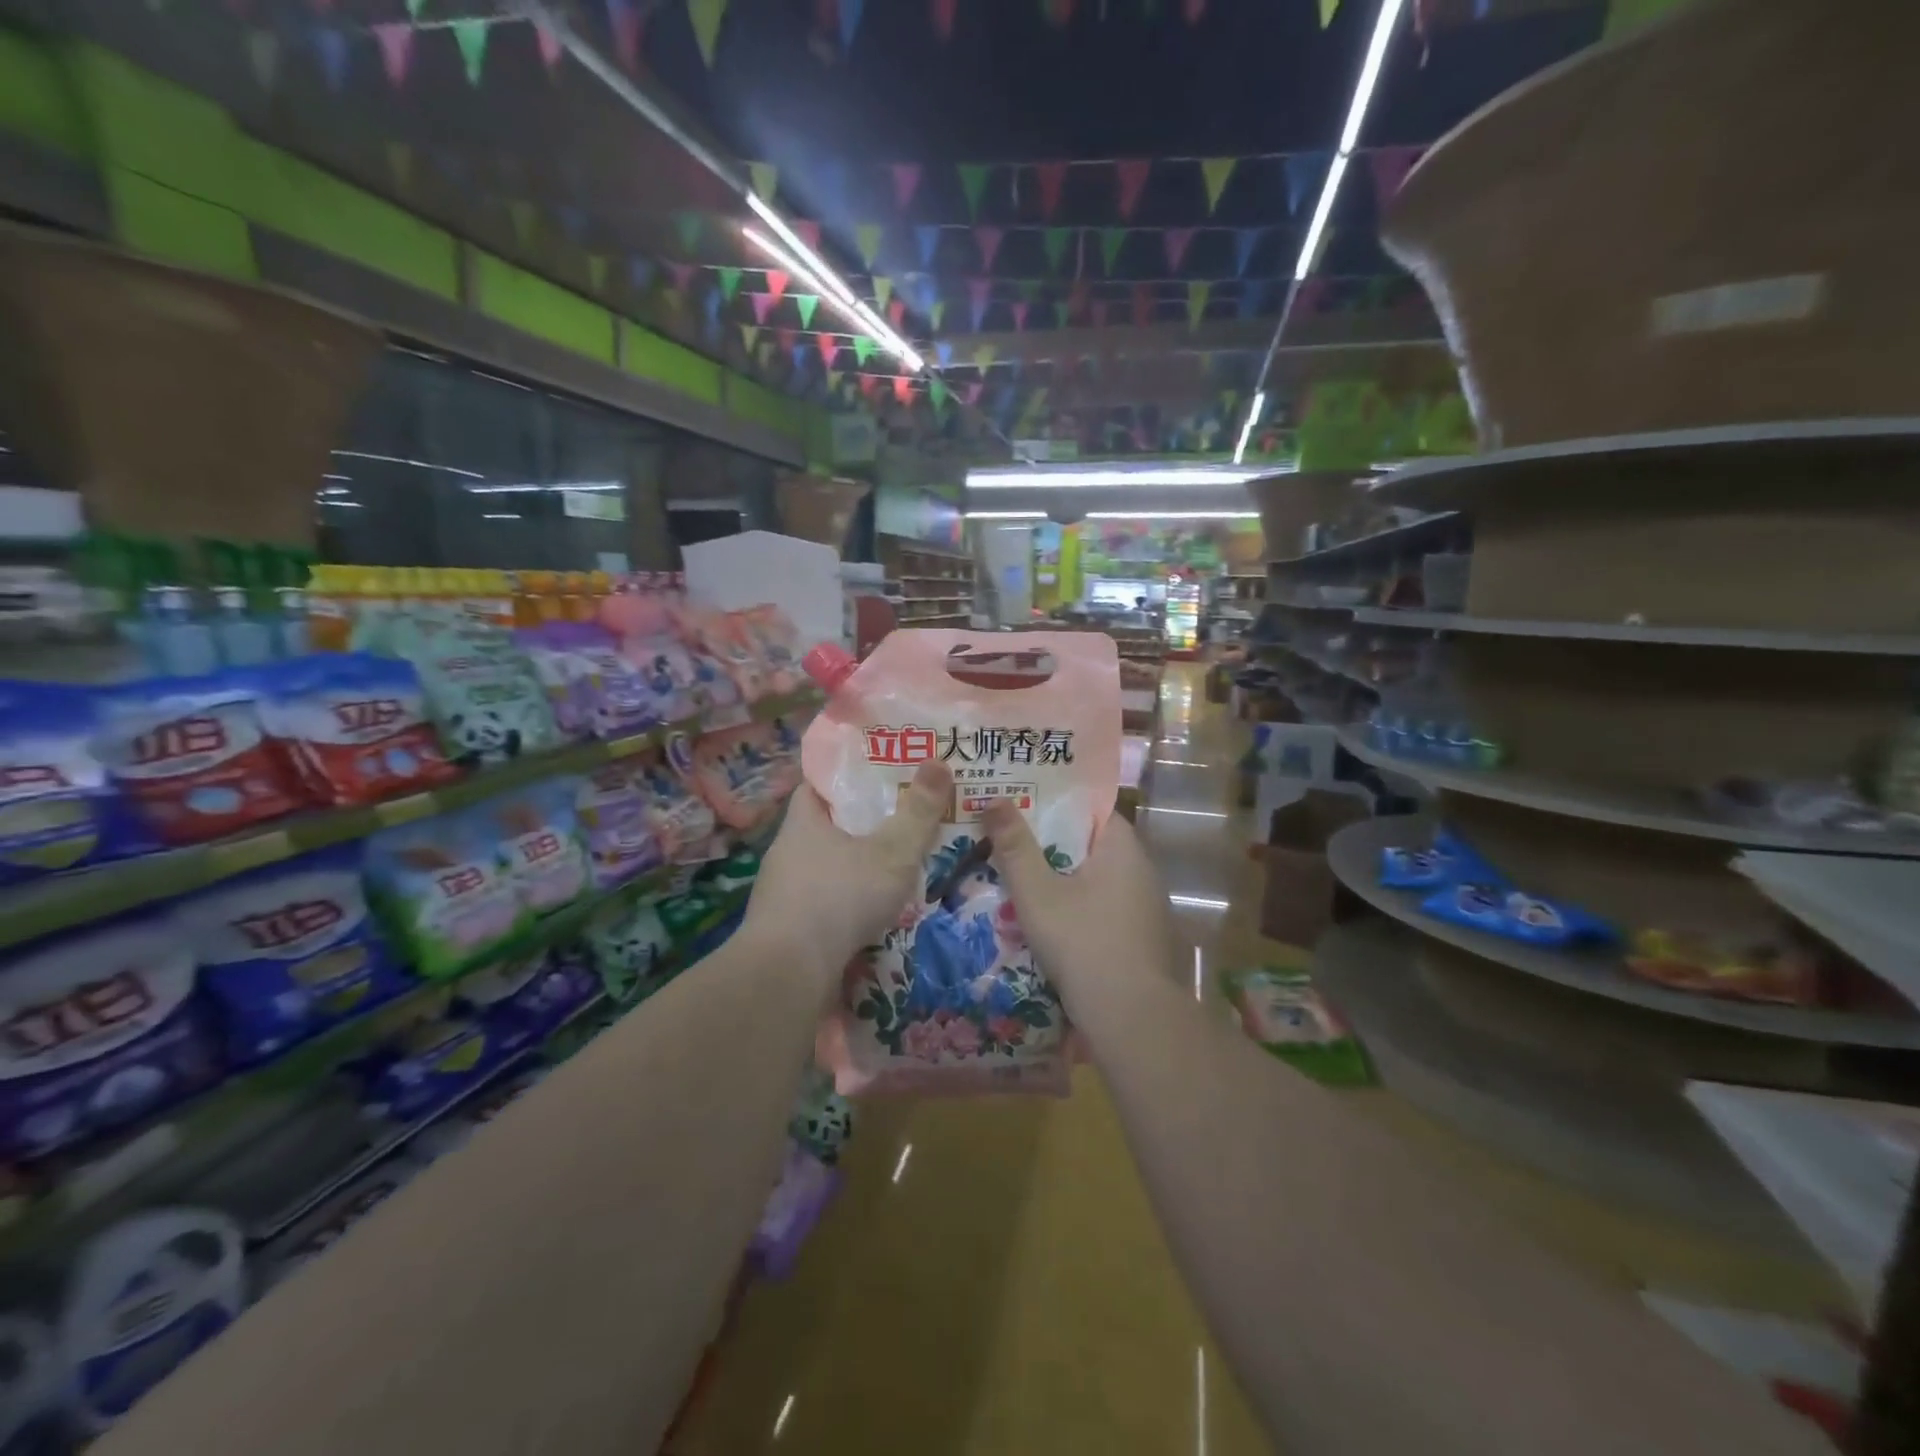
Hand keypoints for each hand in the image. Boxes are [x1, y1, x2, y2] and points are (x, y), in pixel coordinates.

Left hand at [745, 762, 952, 981]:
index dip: (849, 776)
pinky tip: (871, 913)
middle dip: (861, 823)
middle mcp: (787, 851)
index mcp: (803, 821)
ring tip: (894, 868)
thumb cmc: (840, 898)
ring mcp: (783, 893)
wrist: (788, 974)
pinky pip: (823, 902)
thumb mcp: (892, 851)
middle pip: (827, 826)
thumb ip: (918, 811)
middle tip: (901, 820)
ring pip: (826, 867)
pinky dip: (846, 901)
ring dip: (855, 866)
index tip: (882, 775)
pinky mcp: (788, 929)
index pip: (820, 783)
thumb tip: (939, 761)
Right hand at [980, 805, 1175, 1004]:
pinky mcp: (1142, 940)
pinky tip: (1048, 922)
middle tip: (1008, 841)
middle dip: (1051, 845)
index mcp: (1124, 849)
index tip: (1020, 803)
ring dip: (1063, 881)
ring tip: (1019, 879)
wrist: (1132, 1019)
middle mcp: (1142, 871)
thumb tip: (993, 799)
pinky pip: (1103, 910)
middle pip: (1090, 846)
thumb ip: (1015, 847)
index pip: (1090, 809)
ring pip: (1096, 881)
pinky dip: (1077, 909)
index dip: (1055, 803)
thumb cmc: (1084, 943)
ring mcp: (1146, 908)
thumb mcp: (1037, 893)